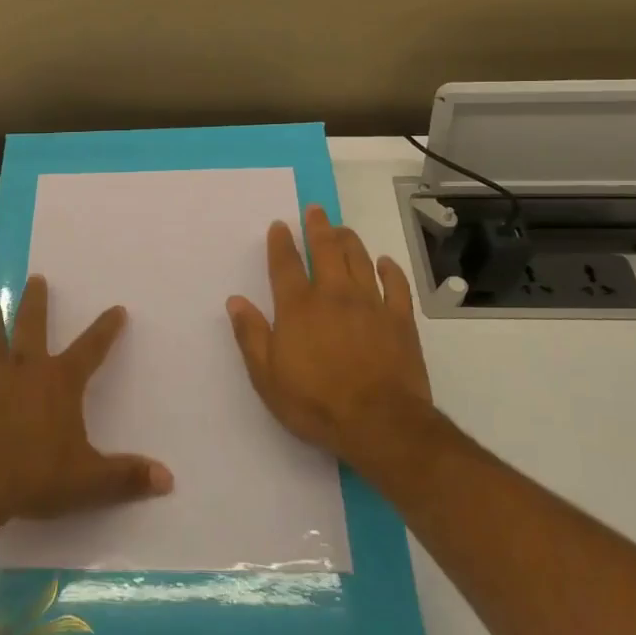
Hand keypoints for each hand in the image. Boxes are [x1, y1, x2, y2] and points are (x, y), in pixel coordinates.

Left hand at [0, 275, 173, 529]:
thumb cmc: (33, 476)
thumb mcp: (88, 481)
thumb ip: (126, 477)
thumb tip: (168, 479)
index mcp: (58, 383)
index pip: (90, 349)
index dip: (105, 330)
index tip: (117, 309)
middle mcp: (23, 372)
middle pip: (31, 328)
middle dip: (36, 303)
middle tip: (35, 278)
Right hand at [226, 205, 441, 478]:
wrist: (379, 423)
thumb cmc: (315, 402)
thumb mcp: (267, 376)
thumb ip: (251, 335)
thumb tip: (235, 301)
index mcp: (298, 307)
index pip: (285, 265)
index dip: (281, 242)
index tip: (279, 225)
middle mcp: (333, 295)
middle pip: (325, 250)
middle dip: (318, 228)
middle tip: (316, 210)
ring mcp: (370, 304)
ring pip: (359, 260)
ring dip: (349, 241)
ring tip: (343, 229)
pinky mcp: (400, 320)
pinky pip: (396, 285)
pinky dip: (390, 270)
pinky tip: (385, 261)